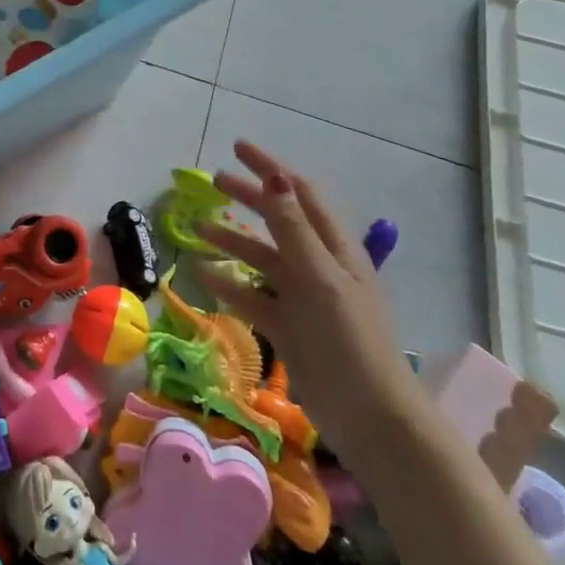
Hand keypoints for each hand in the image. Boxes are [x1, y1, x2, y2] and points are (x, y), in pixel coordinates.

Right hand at [196, 141, 420, 457]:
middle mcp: (318, 265)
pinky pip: (251, 295)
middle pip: (279, 220)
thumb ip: (294, 230)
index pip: (300, 193)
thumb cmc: (350, 340)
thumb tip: (276, 178)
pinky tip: (203, 274)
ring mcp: (302, 296)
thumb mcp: (321, 279)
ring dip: (231, 240)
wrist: (368, 415)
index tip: (237, 148)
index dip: (271, 168)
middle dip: (248, 198)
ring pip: (261, 257)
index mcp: (335, 249)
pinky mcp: (287, 325)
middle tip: (213, 182)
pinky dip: (228, 282)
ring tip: (196, 230)